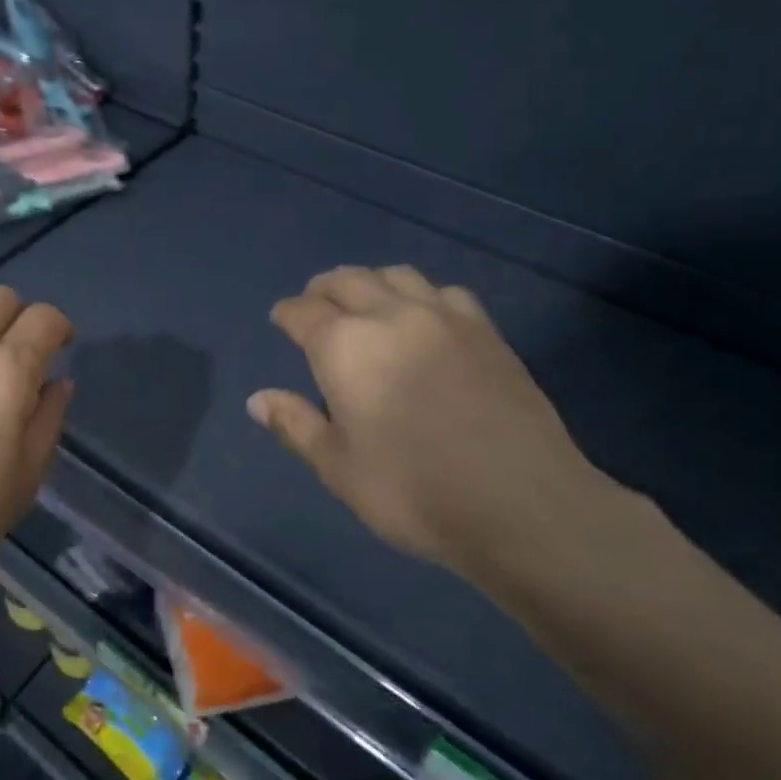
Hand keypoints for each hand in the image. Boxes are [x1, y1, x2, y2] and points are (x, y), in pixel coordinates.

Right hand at [247, 266, 645, 608]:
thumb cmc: (413, 491)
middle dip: (323, 288)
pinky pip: (444, 292)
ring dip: (370, 283)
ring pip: (397, 276)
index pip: (303, 312)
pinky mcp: (486, 330)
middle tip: (315, 306)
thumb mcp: (339, 468)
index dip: (287, 314)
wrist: (522, 504)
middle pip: (348, 280)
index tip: (280, 320)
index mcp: (345, 347)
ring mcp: (444, 317)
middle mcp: (391, 316)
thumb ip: (296, 425)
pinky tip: (424, 320)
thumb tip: (258, 399)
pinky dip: (420, 295)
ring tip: (365, 305)